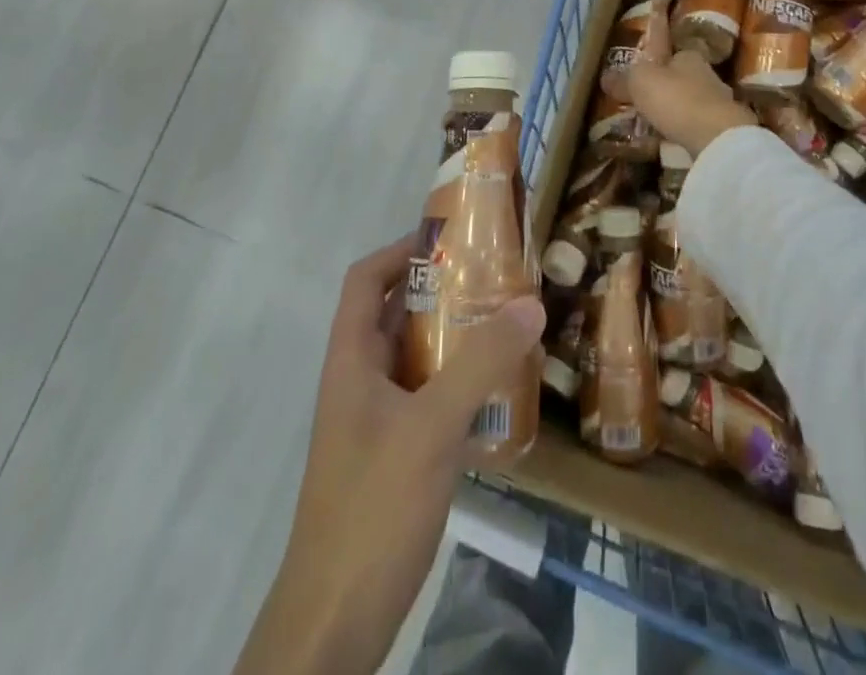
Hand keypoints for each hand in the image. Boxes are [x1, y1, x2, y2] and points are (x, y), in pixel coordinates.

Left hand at [236, 235, 546, 674]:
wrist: (334, 624)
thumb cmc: (372, 508)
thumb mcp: (432, 426)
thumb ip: (482, 363)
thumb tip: (531, 301)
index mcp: (351, 361)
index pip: (365, 281)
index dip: (400, 250)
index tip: (451, 240)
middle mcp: (359, 383)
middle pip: (394, 315)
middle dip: (441, 292)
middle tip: (495, 278)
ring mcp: (374, 423)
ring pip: (415, 360)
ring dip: (454, 339)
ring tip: (507, 324)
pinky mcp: (393, 458)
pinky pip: (428, 400)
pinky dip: (459, 385)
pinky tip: (499, 393)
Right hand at [612, 7, 756, 157]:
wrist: (717, 137)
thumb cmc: (676, 98)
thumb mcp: (640, 82)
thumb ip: (623, 80)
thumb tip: (605, 77)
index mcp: (689, 55)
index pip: (671, 49)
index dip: (657, 57)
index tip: (645, 68)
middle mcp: (707, 74)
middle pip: (683, 76)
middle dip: (667, 85)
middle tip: (645, 98)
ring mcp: (719, 103)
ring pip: (692, 101)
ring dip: (677, 109)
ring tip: (655, 123)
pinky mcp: (724, 129)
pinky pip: (698, 126)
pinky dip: (686, 130)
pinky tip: (673, 142)